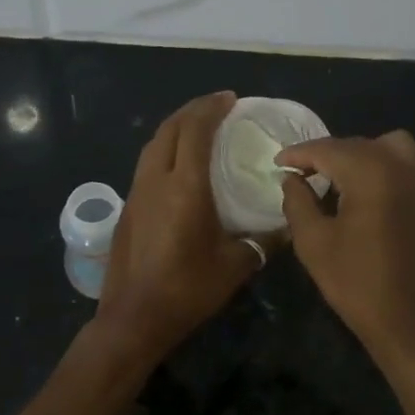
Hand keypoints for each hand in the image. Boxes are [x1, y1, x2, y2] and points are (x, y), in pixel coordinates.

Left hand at [93, 92, 260, 364]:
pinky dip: (164, 150)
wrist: (135, 316)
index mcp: (185, 187)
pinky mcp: (127, 208)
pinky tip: (178, 166)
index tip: (230, 98)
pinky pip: (146, 164)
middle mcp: (156, 180)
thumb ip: (264, 241)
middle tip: (216, 107)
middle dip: (192, 110)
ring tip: (197, 129)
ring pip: (152, 145)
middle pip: (169, 128)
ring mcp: (136, 193)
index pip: (195, 130)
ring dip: (175, 128)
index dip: (211, 108)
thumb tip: (287, 228)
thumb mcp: (236, 265)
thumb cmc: (188, 289)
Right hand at [278, 131, 414, 372]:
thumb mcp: (314, 244)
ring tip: (342, 183)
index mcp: (373, 175)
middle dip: (330, 155)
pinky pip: (412, 173)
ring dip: (363, 157)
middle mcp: (407, 170)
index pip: (329, 149)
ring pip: (394, 149)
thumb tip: (292, 179)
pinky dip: (388, 175)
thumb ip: (298, 202)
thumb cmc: (358, 286)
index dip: (300, 153)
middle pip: (362, 145)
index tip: (280, 163)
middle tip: (305, 175)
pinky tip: (373, 203)